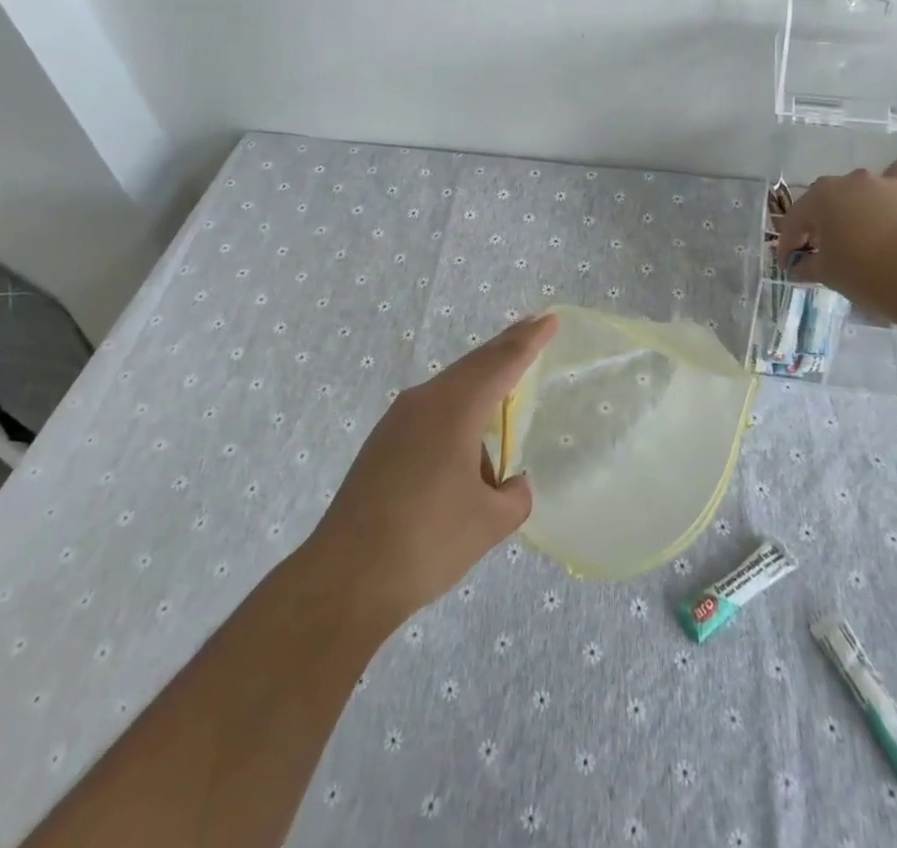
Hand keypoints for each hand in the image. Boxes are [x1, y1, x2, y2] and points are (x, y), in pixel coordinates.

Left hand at [306, 314, 556, 631]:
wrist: (346, 577)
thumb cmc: (427, 542)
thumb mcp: (489, 522)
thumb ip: (514, 495)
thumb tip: (508, 483)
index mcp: (455, 408)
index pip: (502, 362)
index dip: (529, 340)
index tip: (550, 320)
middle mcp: (424, 401)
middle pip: (474, 364)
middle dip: (506, 347)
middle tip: (533, 330)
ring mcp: (398, 420)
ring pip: (450, 386)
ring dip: (480, 380)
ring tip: (505, 387)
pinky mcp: (383, 442)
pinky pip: (431, 409)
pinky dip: (458, 407)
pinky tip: (466, 437)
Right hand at [774, 161, 896, 310]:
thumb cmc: (865, 273)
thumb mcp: (827, 274)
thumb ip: (806, 267)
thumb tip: (797, 267)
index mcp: (820, 197)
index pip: (795, 220)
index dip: (788, 245)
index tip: (788, 266)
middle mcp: (849, 181)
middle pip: (825, 202)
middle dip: (818, 225)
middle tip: (819, 252)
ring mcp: (883, 182)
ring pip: (859, 190)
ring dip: (852, 209)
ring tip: (857, 236)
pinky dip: (890, 190)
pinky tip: (890, 205)